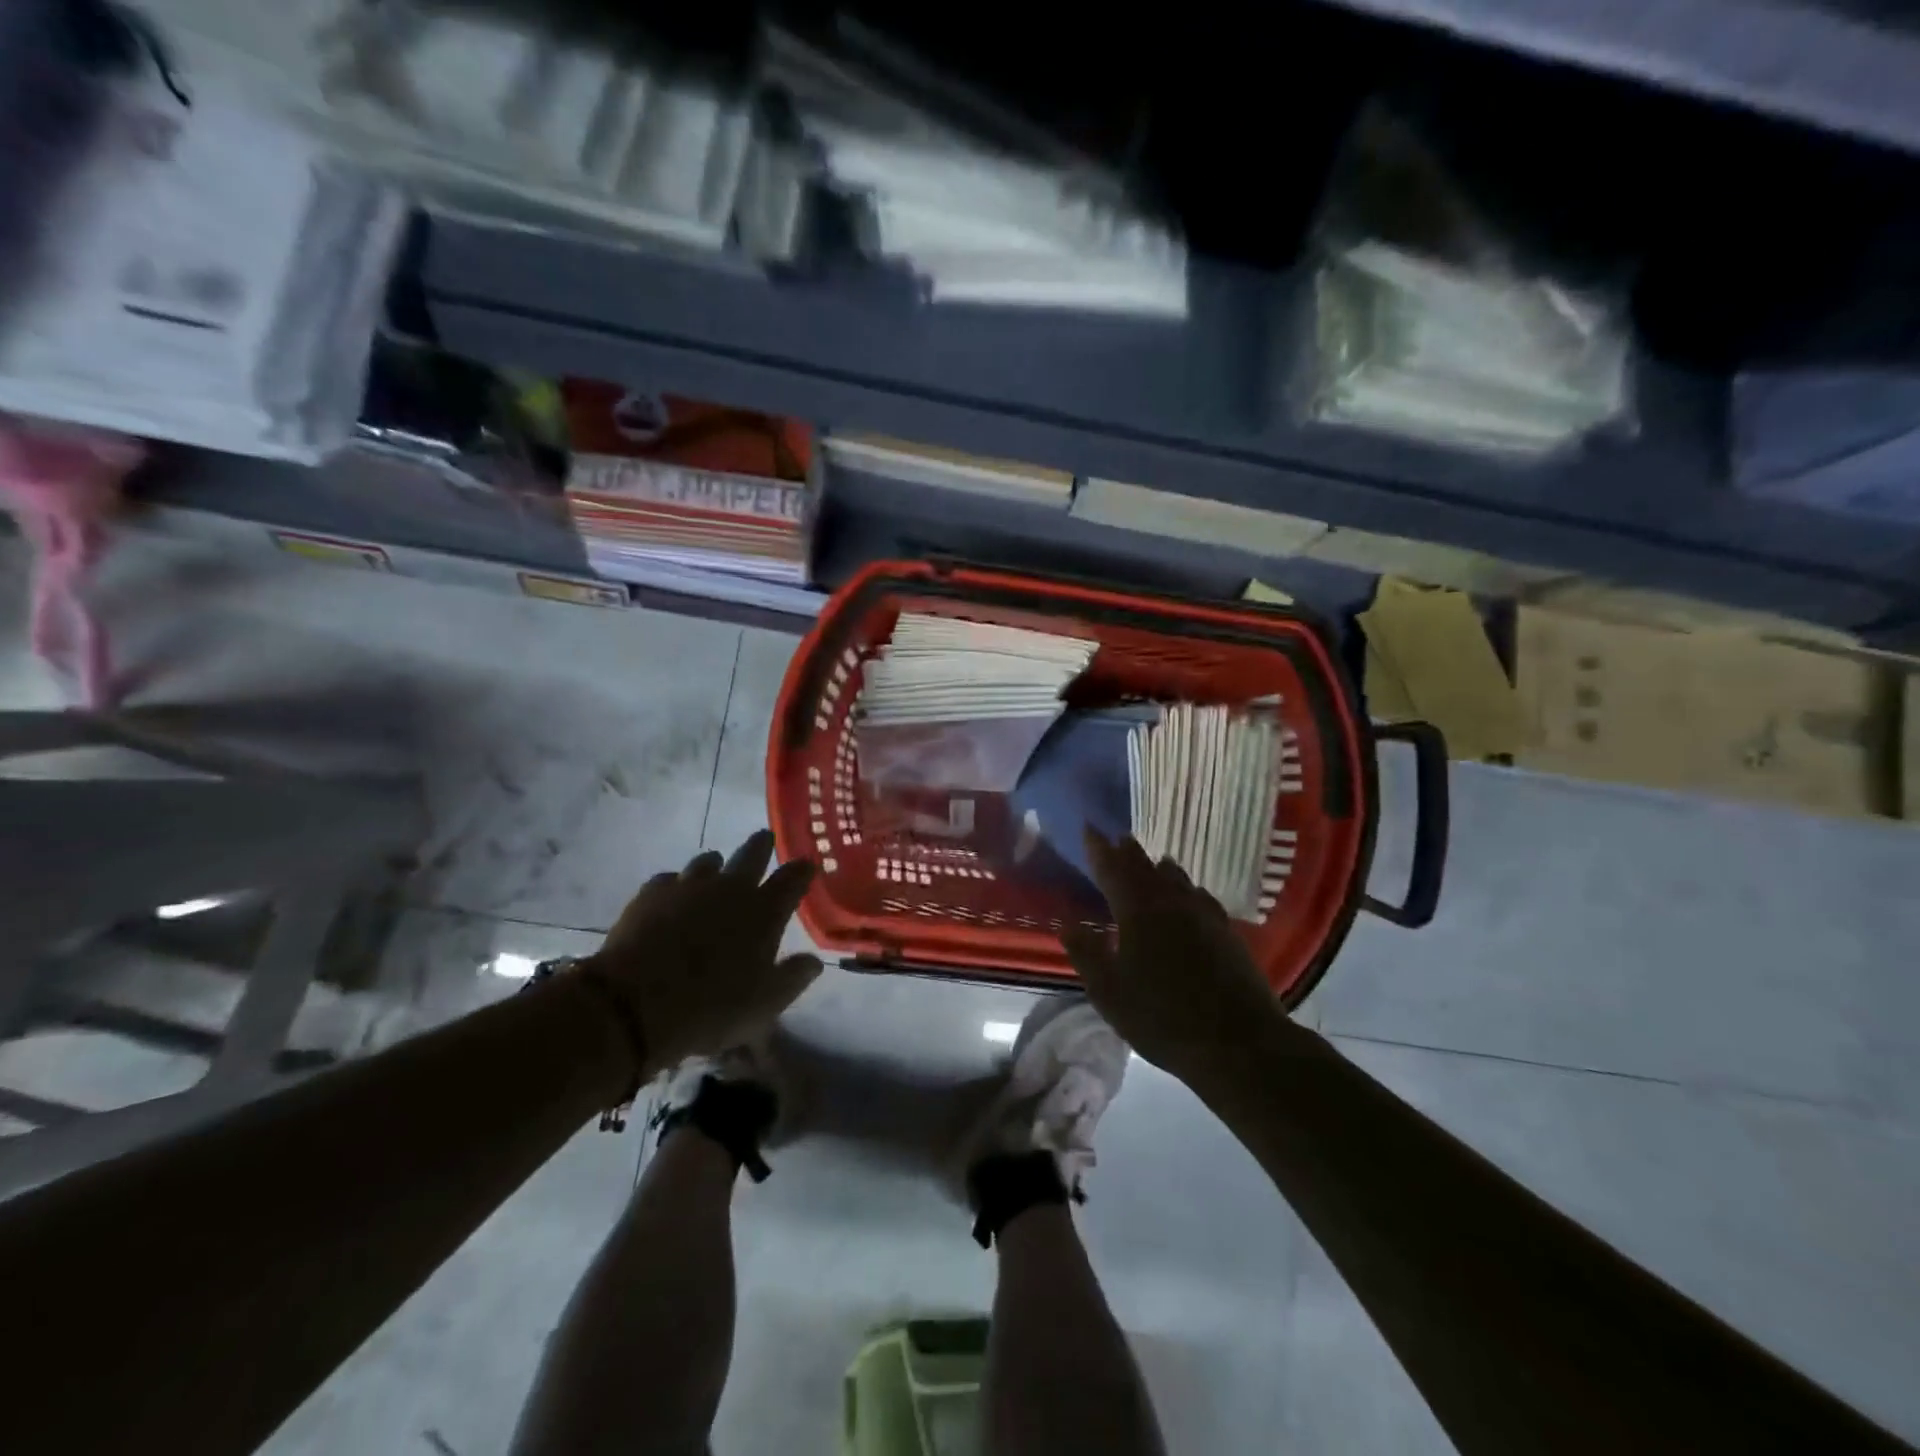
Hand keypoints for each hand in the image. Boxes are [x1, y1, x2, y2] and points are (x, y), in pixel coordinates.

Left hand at [588, 831, 822, 1068]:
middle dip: (762, 845)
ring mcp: (688, 886)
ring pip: (708, 861)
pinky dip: (676, 885)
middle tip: (766, 838)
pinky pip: (669, 879)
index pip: (793, 879)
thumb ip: (793, 978)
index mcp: (764, 911)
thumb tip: (815, 962)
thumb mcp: (765, 1004)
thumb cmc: (711, 1007)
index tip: (807, 864)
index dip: (802, 870)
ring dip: (717, 865)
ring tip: (716, 871)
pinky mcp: (650, 893)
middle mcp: (730, 888)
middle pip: (752, 853)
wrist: (634, 1005)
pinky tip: (672, 897)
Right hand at [1061, 830, 1285, 1085]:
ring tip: (1153, 859)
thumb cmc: (1162, 1018)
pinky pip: (1201, 897)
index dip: (1098, 849)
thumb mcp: (1109, 993)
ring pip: (1177, 879)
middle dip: (1128, 852)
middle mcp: (1171, 903)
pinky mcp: (1227, 932)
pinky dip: (1188, 888)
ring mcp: (1204, 915)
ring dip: (1159, 867)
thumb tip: (1068, 925)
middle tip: (1118, 838)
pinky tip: (1192, 895)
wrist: (1238, 1042)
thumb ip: (1087, 955)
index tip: (1089, 827)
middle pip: (1146, 868)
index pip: (1112, 870)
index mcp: (1137, 912)